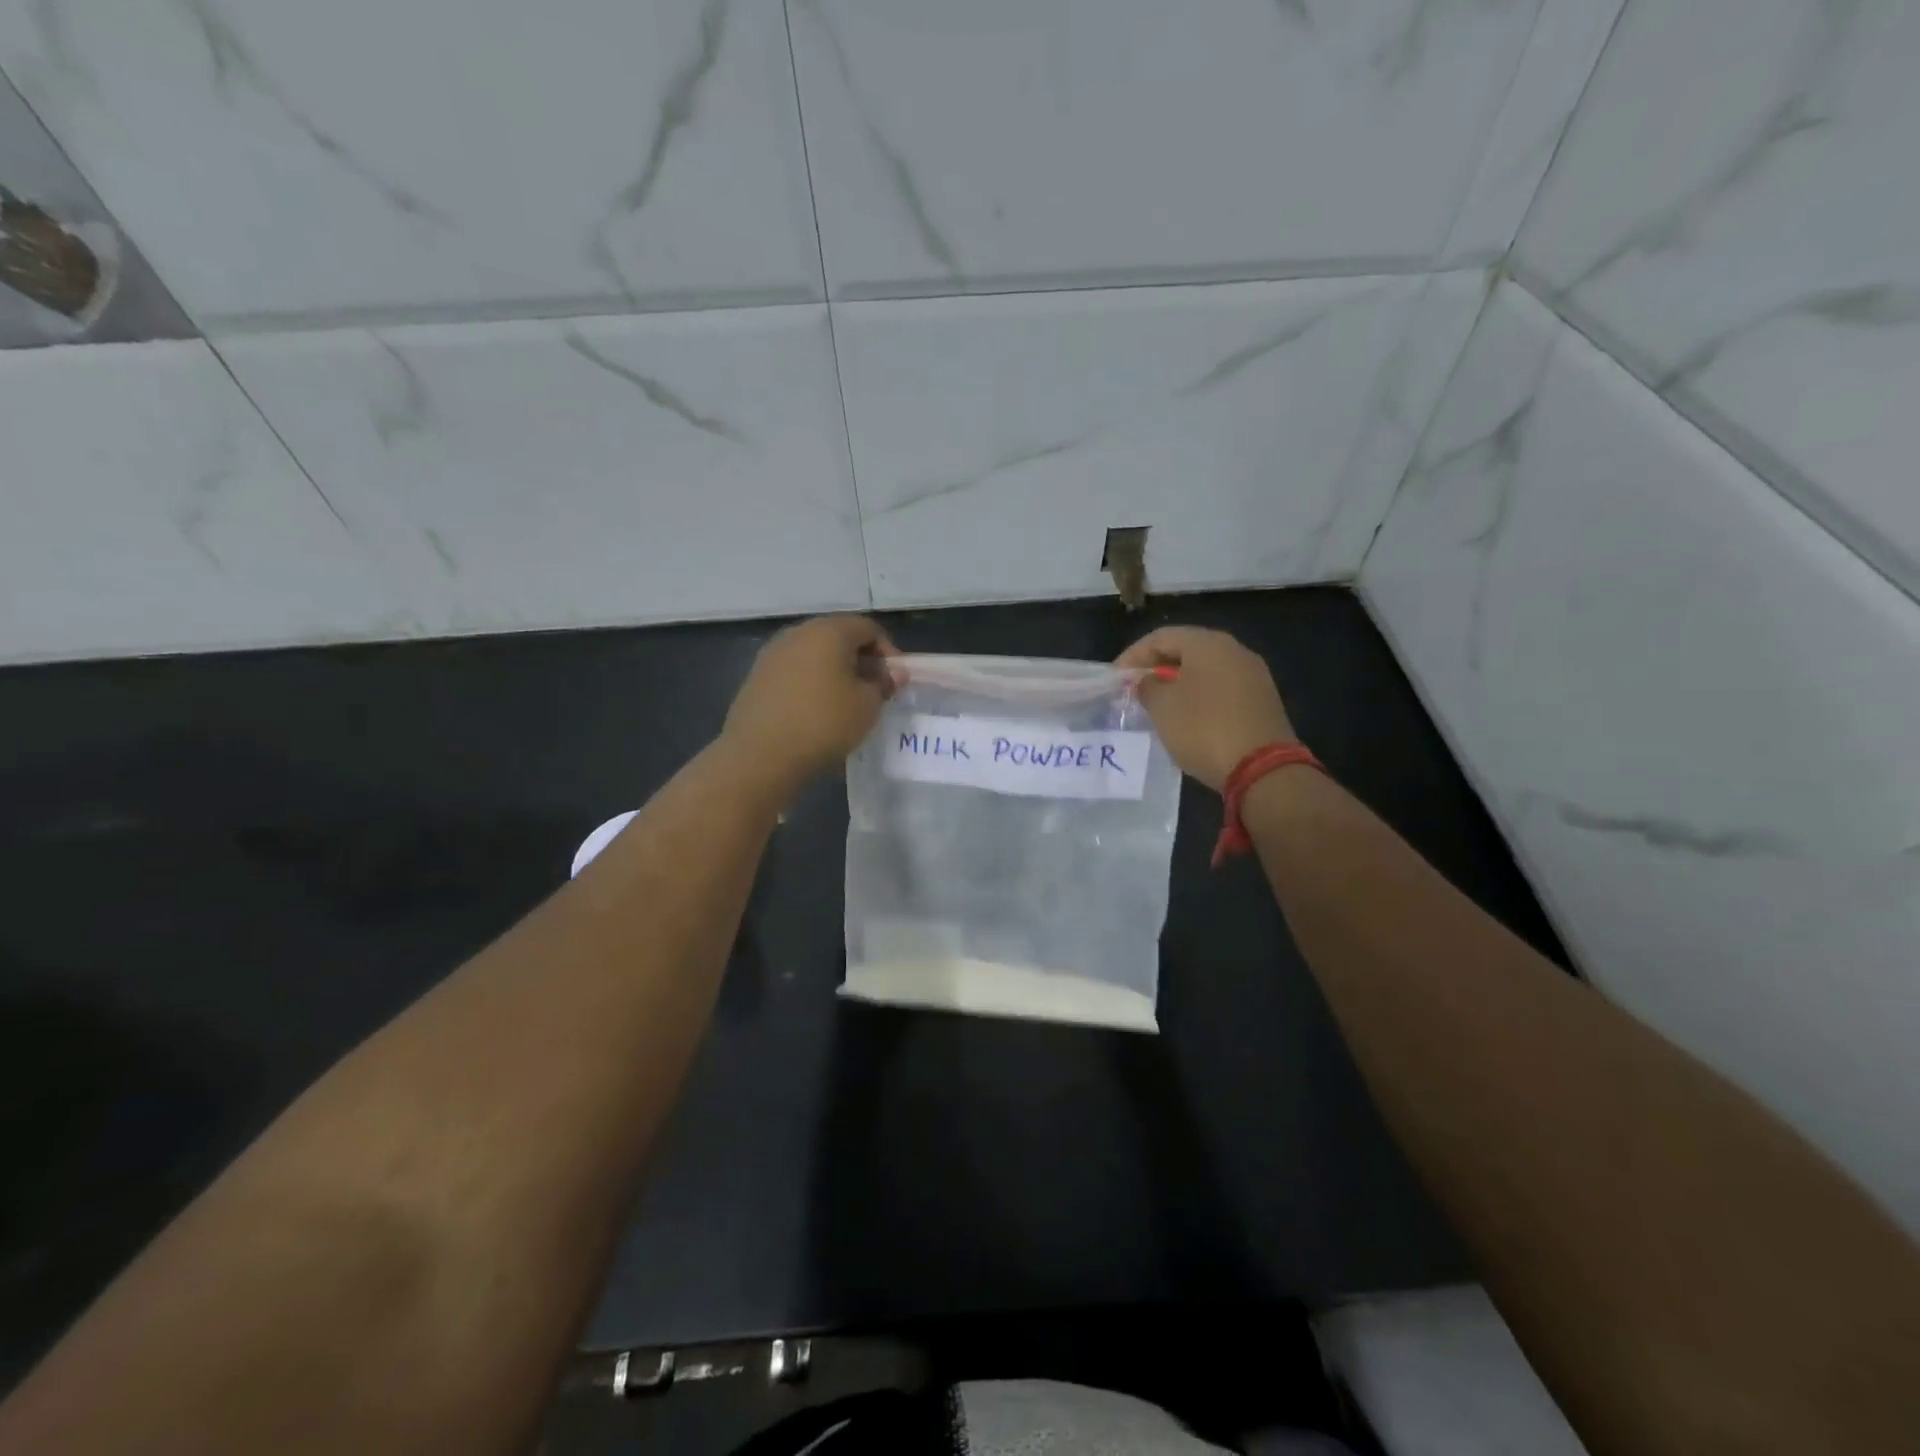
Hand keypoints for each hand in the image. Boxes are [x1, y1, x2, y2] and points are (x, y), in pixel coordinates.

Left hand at [721, 616, 897, 796]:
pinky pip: (794, 671)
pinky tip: (816, 710)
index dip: (887, 652)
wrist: (761, 754)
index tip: (895, 680)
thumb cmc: (824, 722)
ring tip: (846, 702)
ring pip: (814, 654)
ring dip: (834, 672)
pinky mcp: (757, 676)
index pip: (868, 628)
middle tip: (874, 690)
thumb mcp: (867, 706)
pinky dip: (811, 683)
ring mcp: (773, 653)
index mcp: (829, 631)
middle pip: (838, 637)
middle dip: (860, 660)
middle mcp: (798, 633)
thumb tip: (892, 674)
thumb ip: (883, 684)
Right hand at [1116, 627, 1297, 792]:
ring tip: (1157, 704)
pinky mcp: (1262, 701)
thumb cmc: (1204, 729)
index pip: (1161, 637)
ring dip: (1177, 683)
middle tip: (1134, 688)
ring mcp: (1253, 676)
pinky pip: (1221, 689)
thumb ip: (1148, 686)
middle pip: (1186, 650)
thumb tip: (1149, 681)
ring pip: (1205, 670)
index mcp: (1209, 644)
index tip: (1115, 677)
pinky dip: (1198, 697)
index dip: (1133, 655)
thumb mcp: (1162, 707)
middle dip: (1156, 667)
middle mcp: (1235, 651)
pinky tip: (1186, 717)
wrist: (1262, 769)